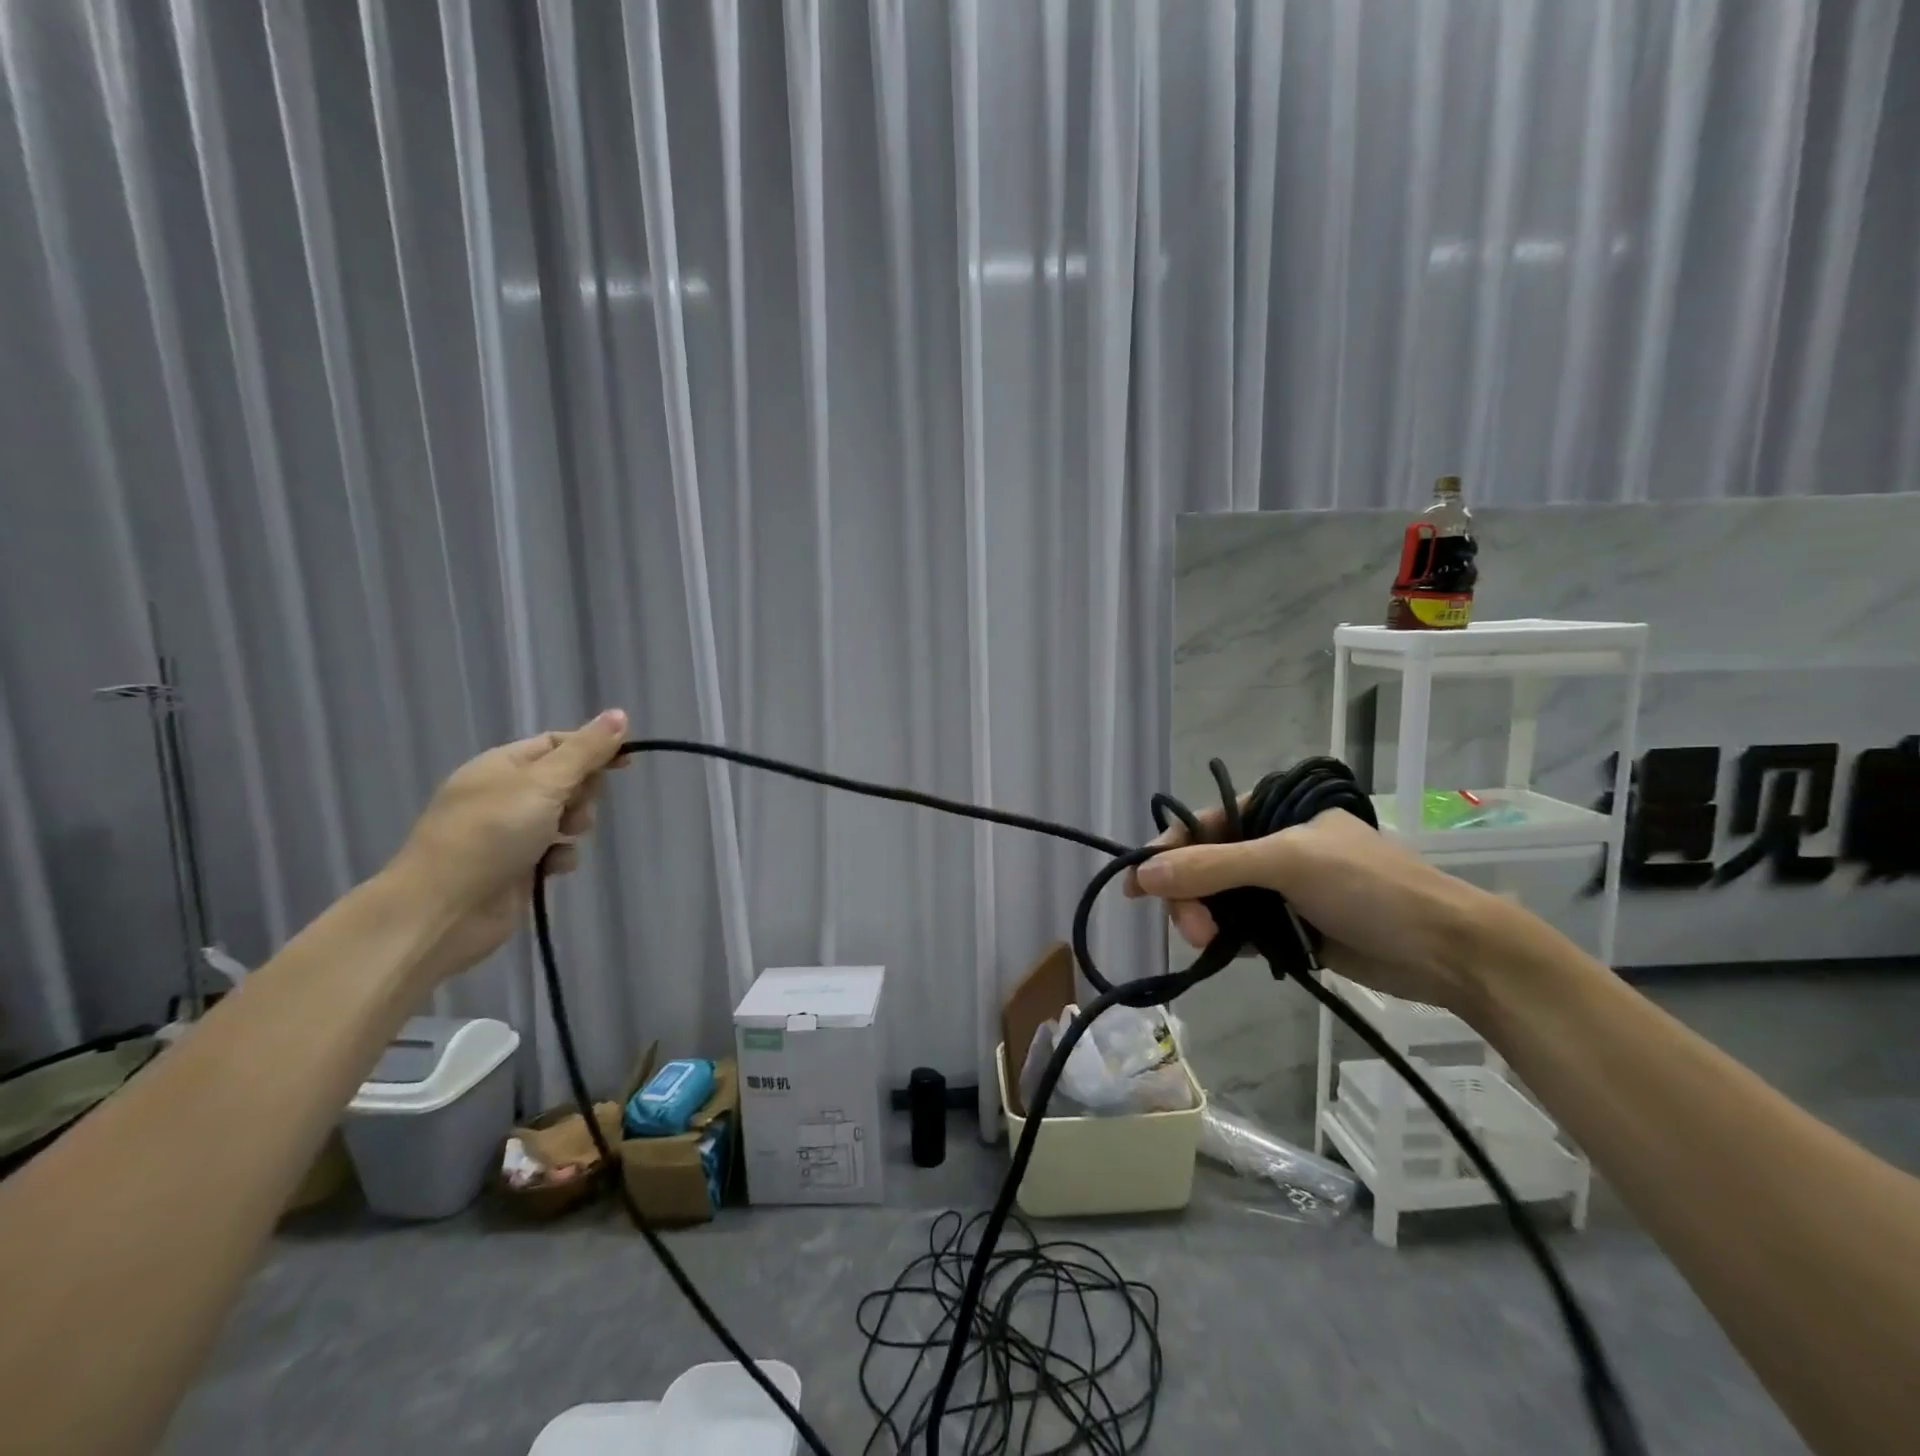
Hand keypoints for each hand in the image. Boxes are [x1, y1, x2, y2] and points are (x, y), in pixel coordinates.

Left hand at [389, 709, 630, 972]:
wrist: (443, 910)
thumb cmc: (491, 834)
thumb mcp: (544, 783)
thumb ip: (586, 751)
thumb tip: (620, 714)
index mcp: (503, 765)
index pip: (558, 743)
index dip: (593, 748)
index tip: (626, 762)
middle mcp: (504, 794)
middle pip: (565, 780)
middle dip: (582, 793)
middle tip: (574, 808)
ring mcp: (508, 832)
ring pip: (564, 817)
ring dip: (574, 826)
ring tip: (563, 839)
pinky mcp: (516, 867)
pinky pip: (555, 851)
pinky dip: (560, 857)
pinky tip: (552, 868)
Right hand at [1123, 805, 1497, 1012]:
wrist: (1447, 951)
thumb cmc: (1369, 888)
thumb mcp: (1287, 863)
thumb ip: (1212, 866)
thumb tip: (1142, 873)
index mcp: (1272, 812)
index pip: (1201, 824)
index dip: (1165, 852)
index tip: (1135, 887)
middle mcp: (1271, 844)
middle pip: (1203, 866)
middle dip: (1188, 895)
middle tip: (1192, 931)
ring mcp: (1280, 887)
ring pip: (1217, 900)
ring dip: (1204, 920)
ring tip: (1210, 944)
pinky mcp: (1290, 926)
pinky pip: (1240, 928)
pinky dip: (1227, 939)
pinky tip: (1226, 951)